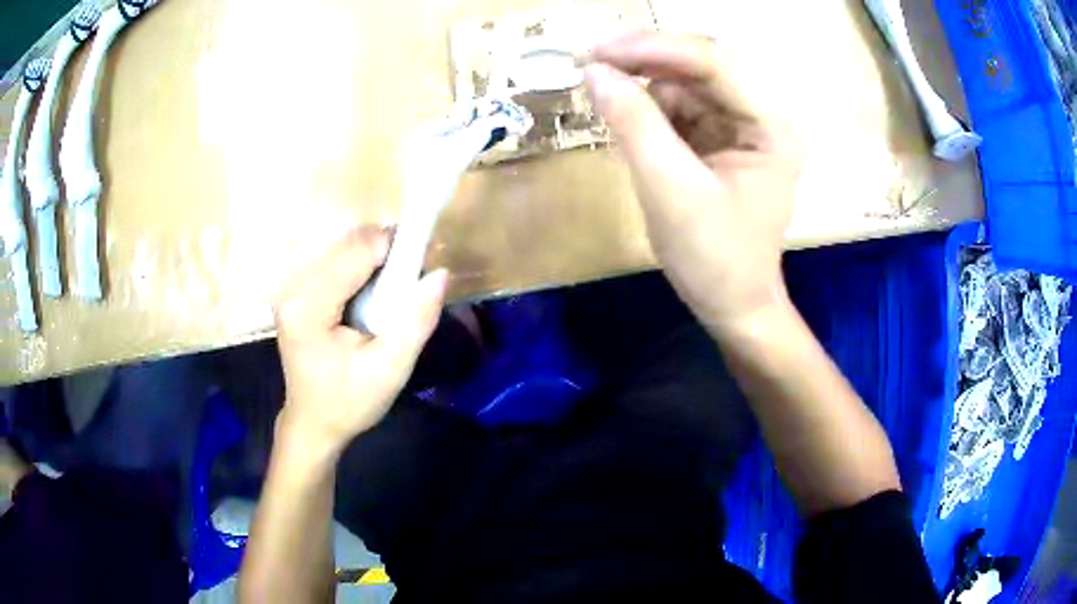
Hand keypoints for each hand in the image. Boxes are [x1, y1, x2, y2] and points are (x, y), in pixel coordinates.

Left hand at [273, 227, 447, 457]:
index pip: (358, 251)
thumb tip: (440, 273)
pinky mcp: (294, 290)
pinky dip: (359, 269)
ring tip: (388, 297)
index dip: (395, 251)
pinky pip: (334, 260)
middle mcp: (292, 287)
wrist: (313, 423)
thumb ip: (416, 320)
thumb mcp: (391, 369)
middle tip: (406, 289)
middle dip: (384, 256)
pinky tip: (367, 298)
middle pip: (349, 244)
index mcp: (309, 306)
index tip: (419, 272)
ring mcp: (290, 286)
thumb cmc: (349, 402)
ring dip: (373, 262)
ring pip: (342, 248)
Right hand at [583, 32, 802, 331]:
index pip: (711, 64)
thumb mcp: (671, 191)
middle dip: (644, 63)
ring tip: (606, 104)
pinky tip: (628, 125)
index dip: (651, 48)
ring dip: (642, 89)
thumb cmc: (714, 259)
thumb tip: (594, 71)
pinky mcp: (719, 141)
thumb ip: (634, 125)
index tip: (595, 50)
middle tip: (589, 64)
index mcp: (768, 126)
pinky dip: (647, 112)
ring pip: (682, 85)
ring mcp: (739, 127)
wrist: (732, 306)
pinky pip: (678, 110)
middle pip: (697, 68)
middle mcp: (759, 116)